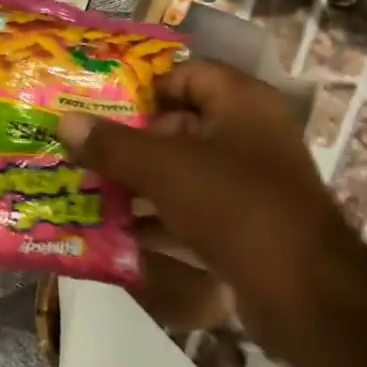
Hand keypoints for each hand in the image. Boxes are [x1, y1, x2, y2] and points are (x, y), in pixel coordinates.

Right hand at [56, 61, 364, 335]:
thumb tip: (65, 121)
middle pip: (180, 125)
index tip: (97, 106)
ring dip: (139, 182)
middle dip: (130, 141)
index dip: (142, 88)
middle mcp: (250, 135)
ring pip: (184, 171)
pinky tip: (118, 232)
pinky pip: (194, 210)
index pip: (187, 75)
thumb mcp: (165, 169)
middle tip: (83, 152)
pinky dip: (160, 217)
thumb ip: (113, 144)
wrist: (302, 291)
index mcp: (242, 103)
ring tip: (88, 190)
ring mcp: (250, 183)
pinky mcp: (246, 225)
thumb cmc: (234, 206)